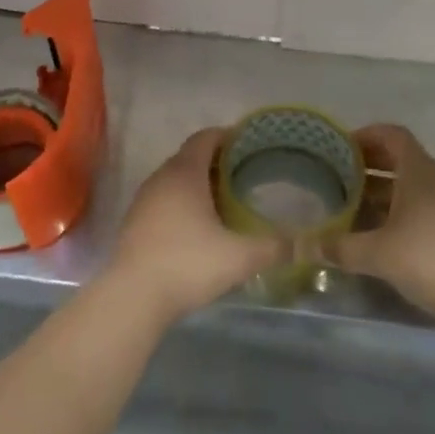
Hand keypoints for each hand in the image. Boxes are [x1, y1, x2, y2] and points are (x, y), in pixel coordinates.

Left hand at [107, 129, 286, 324]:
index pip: (205, 138)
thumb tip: (302, 244)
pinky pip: (164, 200)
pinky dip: (182, 204)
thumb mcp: (239, 257)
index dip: (227, 136)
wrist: (133, 297)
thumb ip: (273, 247)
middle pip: (191, 157)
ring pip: (175, 180)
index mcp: (185, 172)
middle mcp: (161, 177)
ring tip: (225, 202)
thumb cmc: (188, 264)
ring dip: (198, 184)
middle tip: (245, 175)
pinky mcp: (135, 223)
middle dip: (217, 162)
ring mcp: (144, 200)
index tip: (249, 145)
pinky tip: (198, 228)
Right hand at [328, 125, 434, 324]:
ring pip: (409, 186)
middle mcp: (434, 179)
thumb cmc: (431, 257)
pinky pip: (418, 208)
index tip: (340, 148)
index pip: (392, 135)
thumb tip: (308, 244)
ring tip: (351, 206)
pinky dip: (396, 212)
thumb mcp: (379, 252)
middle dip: (368, 165)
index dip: (366, 135)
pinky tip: (377, 234)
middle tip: (338, 177)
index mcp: (417, 170)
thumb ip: (342, 247)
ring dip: (381, 191)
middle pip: (399, 159)